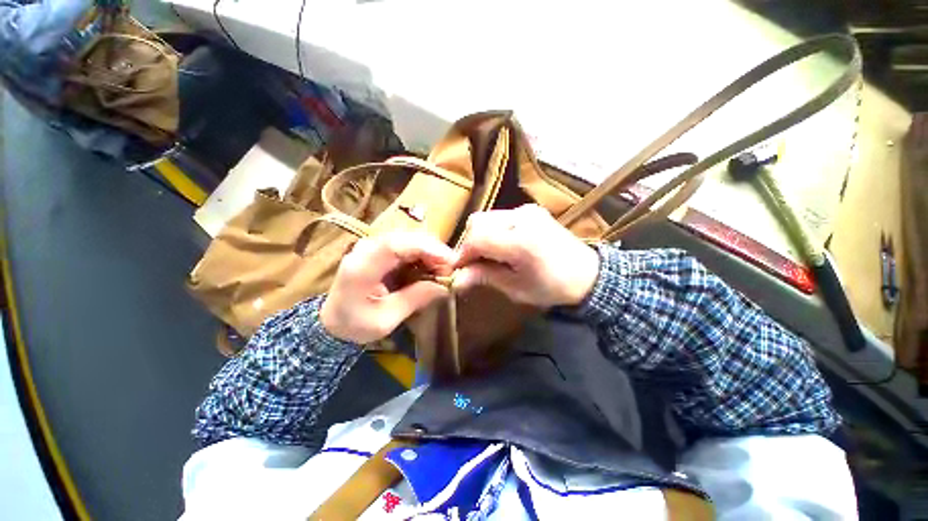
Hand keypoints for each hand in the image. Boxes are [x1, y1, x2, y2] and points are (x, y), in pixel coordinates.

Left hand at [321, 233, 454, 343]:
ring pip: (411, 239)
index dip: (427, 249)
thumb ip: (415, 299)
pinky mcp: (381, 250)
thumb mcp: (386, 319)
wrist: (333, 321)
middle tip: (450, 271)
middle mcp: (367, 248)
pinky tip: (431, 268)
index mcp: (362, 265)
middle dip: (434, 251)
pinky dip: (423, 255)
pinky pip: (408, 246)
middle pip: (407, 237)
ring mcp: (373, 246)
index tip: (449, 261)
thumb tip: (444, 286)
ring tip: (443, 272)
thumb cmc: (355, 324)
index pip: (397, 245)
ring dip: (431, 253)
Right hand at [454, 204, 600, 307]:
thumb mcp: (516, 288)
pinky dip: (492, 230)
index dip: (462, 254)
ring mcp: (527, 210)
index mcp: (521, 242)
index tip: (459, 269)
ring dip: (479, 236)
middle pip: (477, 222)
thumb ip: (485, 277)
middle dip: (469, 244)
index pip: (476, 238)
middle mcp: (522, 218)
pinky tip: (501, 245)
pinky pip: (499, 216)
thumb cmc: (552, 287)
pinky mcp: (530, 209)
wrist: (588, 273)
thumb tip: (457, 279)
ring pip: (486, 217)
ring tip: (488, 256)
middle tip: (473, 263)